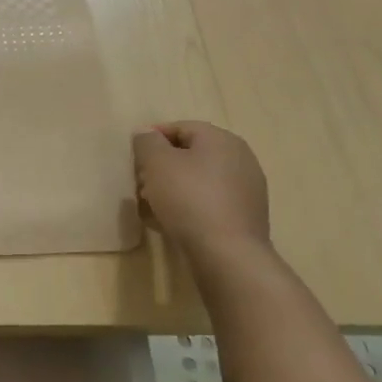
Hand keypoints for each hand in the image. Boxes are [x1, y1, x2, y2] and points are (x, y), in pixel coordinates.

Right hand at [133, 121, 270, 263]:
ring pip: (200, 179)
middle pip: (191, 154)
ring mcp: (247, 188)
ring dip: (174, 188)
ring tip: (152, 206)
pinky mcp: (246, 215)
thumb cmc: (188, 199)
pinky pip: (210, 202)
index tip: (134, 158)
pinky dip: (190, 206)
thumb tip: (147, 133)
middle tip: (141, 184)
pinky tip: (173, 222)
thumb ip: (148, 142)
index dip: (152, 139)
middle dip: (162, 167)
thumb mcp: (157, 164)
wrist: (227, 253)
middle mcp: (240, 158)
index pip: (180, 128)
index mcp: (221, 139)